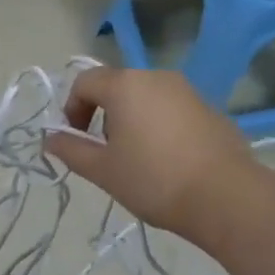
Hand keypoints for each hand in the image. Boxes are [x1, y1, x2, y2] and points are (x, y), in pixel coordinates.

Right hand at [44, 67, 258, 237]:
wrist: (225, 196)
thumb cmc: (153, 180)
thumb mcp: (102, 170)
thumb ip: (71, 150)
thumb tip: (49, 139)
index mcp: (125, 86)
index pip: (85, 82)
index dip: (72, 109)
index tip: (76, 139)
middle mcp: (157, 77)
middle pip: (117, 87)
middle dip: (103, 115)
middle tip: (106, 153)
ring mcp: (188, 91)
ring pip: (146, 97)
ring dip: (131, 120)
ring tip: (137, 159)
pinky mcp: (210, 109)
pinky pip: (172, 110)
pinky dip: (159, 126)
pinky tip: (168, 161)